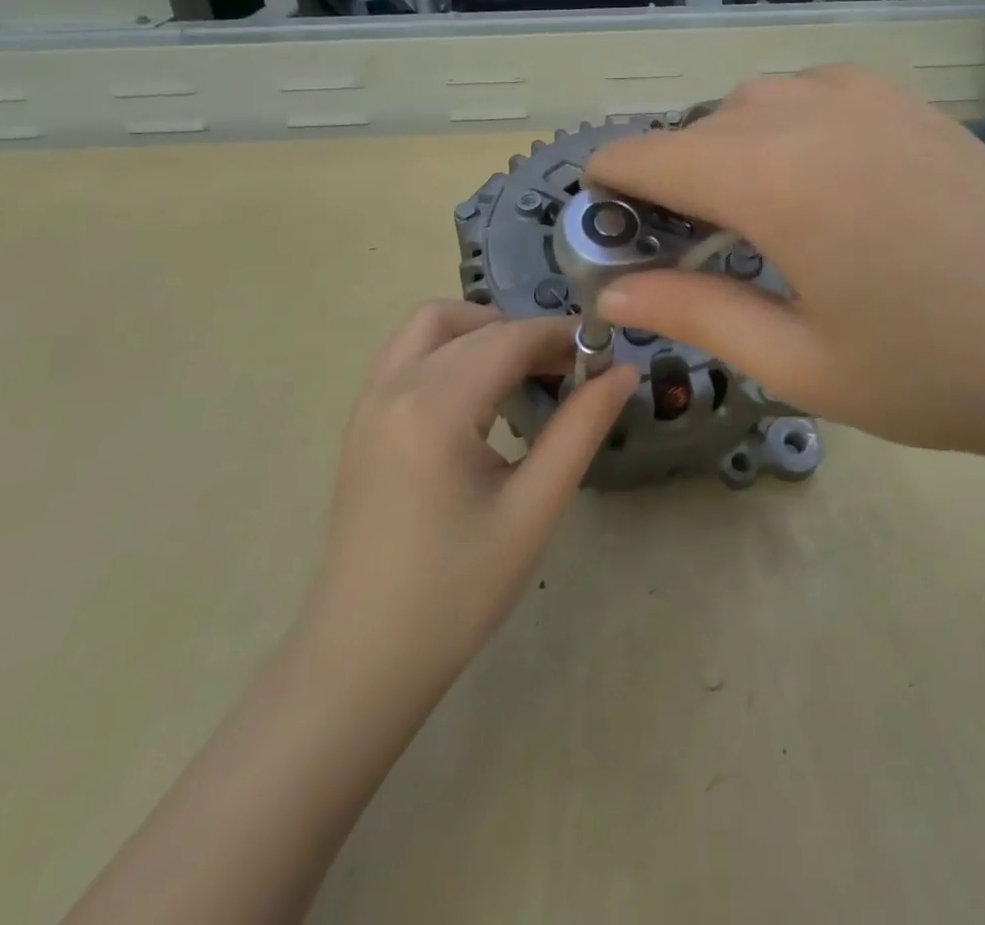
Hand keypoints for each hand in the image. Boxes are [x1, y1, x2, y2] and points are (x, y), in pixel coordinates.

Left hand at [296, 302, 636, 692]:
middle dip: (528, 334)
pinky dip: (451, 349)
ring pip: (431, 326)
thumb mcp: (533, 509)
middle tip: (572, 371)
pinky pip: (408, 353)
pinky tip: (479, 395)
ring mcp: (368, 402)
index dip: (563, 336)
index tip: (605, 353)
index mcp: (435, 407)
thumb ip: (581, 428)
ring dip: (483, 331)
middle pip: (472, 325)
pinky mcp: (361, 421)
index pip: (510, 339)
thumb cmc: (457, 591)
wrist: (362, 659)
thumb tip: (624, 371)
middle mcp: (394, 387)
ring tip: (526, 373)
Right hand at [586, 66, 984, 494]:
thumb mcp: (799, 361)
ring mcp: (868, 96)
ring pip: (754, 104)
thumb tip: (615, 292)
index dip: (611, 182)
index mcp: (772, 175)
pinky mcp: (910, 103)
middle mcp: (810, 110)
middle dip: (672, 179)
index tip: (601, 216)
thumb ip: (695, 314)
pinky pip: (811, 95)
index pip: (650, 154)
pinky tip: (814, 187)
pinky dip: (783, 130)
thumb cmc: (938, 371)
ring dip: (728, 151)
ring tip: (751, 222)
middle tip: (685, 250)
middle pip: (700, 128)